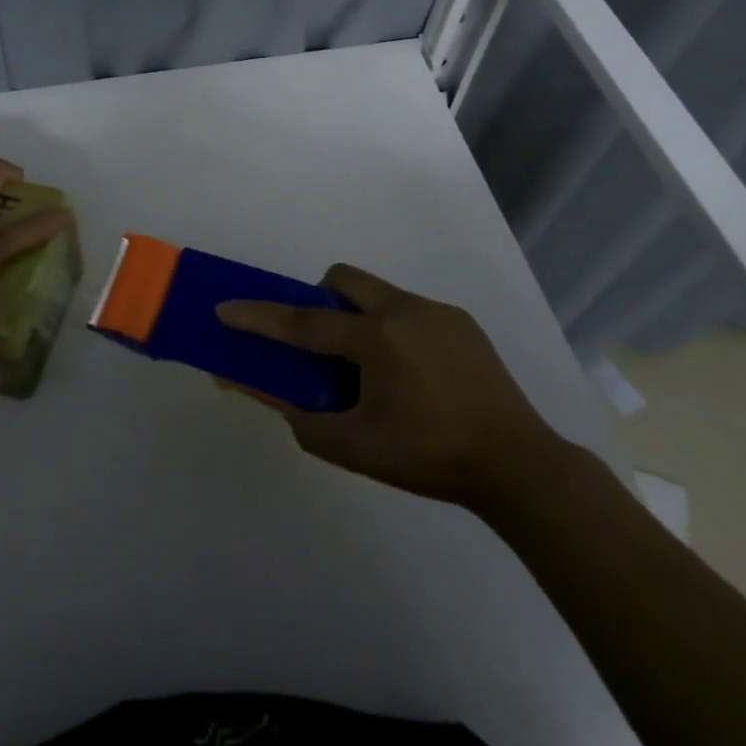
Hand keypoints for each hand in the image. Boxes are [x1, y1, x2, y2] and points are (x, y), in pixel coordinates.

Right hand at [216, 264, 566, 508]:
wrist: (520, 466)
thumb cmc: (430, 458)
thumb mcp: (356, 447)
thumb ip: (301, 419)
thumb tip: (263, 394)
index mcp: (376, 338)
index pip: (303, 321)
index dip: (259, 316)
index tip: (225, 308)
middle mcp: (404, 310)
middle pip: (343, 279)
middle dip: (319, 298)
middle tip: (321, 342)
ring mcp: (437, 312)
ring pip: (378, 293)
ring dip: (359, 316)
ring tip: (371, 368)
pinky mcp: (463, 323)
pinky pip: (410, 311)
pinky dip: (393, 330)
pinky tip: (412, 375)